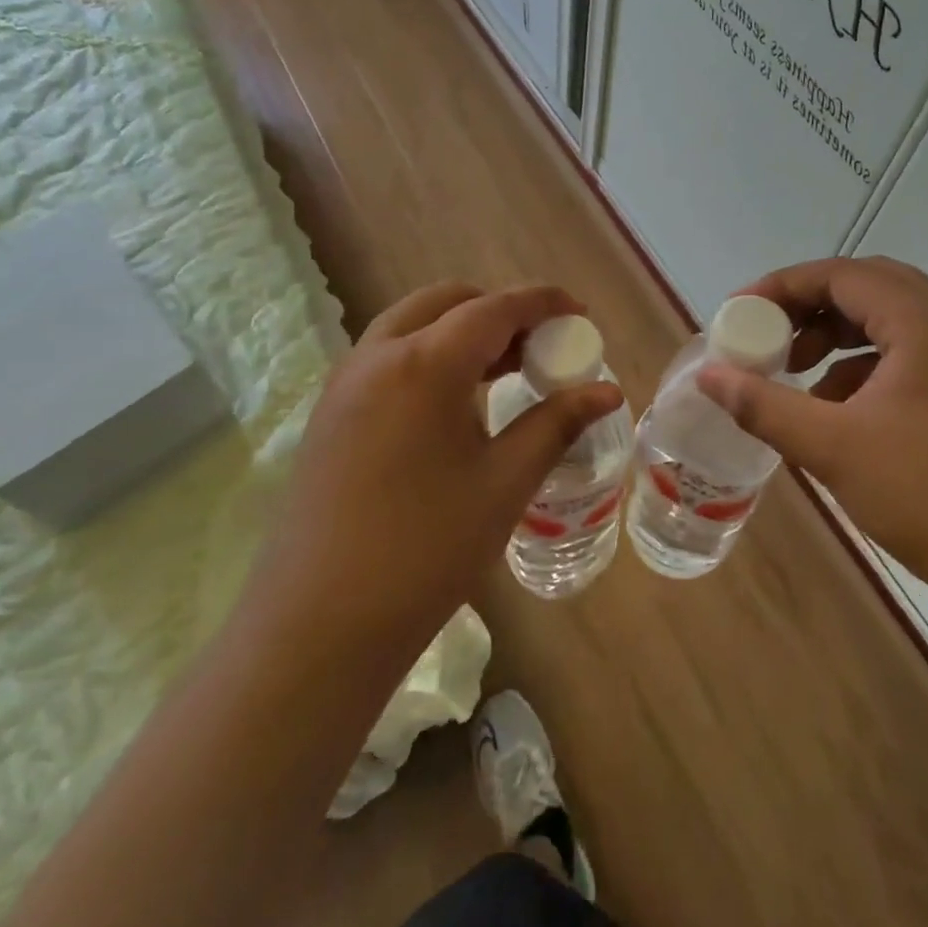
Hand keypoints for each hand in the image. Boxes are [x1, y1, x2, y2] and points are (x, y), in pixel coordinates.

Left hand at [241, 283, 622, 661]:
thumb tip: (607, 391)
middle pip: (446, 302)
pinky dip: (428, 354)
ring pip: (411, 325)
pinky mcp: (330, 412)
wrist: (320, 624)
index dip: (541, 302)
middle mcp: (378, 355)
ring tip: (503, 371)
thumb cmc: (427, 550)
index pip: (494, 308)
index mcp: (424, 363)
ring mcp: (345, 382)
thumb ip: (556, 424)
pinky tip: (453, 402)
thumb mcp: (505, 483)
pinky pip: (387, 356)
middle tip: (537, 346)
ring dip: (460, 331)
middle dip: (497, 310)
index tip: (577, 311)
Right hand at [696, 257, 927, 612]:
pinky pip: (914, 356)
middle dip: (811, 308)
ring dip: (840, 338)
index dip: (783, 286)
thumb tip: (708, 375)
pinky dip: (869, 368)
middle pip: (869, 288)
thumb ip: (764, 405)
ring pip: (893, 322)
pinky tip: (844, 413)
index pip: (841, 274)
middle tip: (770, 337)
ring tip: (799, 377)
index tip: (740, 313)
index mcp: (925, 324)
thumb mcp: (833, 449)